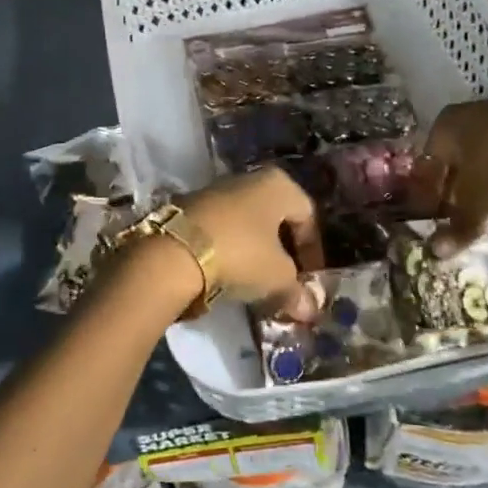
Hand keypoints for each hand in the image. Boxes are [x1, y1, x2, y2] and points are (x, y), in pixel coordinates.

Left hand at [182, 168, 323, 321]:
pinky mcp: (190, 207)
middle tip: (286, 281)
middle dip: (284, 251)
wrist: (174, 252)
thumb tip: (309, 309)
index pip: (308, 215)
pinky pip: (222, 228)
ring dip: (256, 251)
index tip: (309, 280)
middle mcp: (249, 178)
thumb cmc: (241, 254)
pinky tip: (228, 274)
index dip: (313, 250)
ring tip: (257, 283)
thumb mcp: (278, 278)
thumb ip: (297, 292)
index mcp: (278, 184)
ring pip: (247, 222)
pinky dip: (230, 249)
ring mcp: (216, 190)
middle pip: (276, 217)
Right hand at [424, 92, 487, 254]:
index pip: (432, 162)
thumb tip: (437, 252)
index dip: (431, 194)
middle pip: (467, 169)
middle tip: (464, 234)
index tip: (433, 222)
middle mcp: (478, 121)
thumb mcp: (476, 197)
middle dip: (467, 204)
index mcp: (450, 124)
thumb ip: (458, 225)